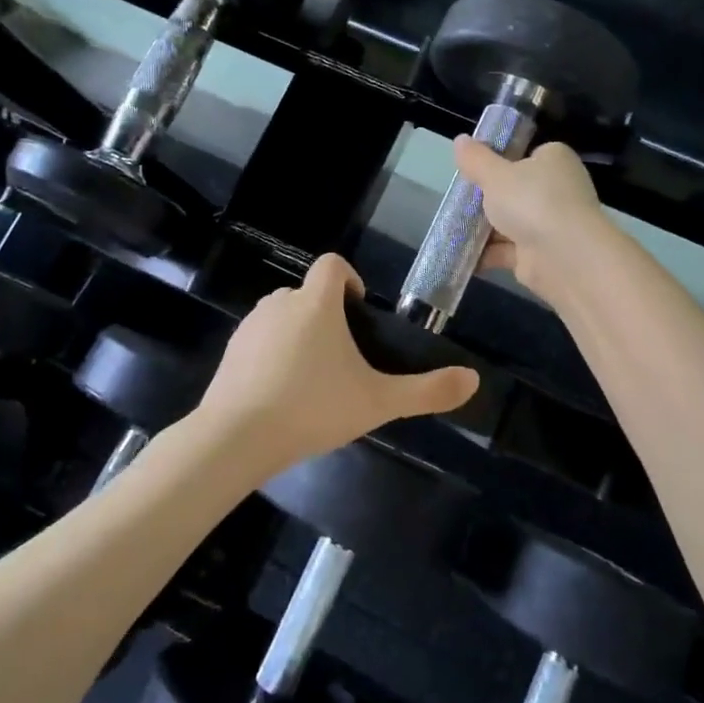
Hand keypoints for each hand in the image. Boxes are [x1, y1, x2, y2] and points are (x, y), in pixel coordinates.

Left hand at [195, 254, 478, 480]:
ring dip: (299, 334)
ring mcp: (250, 326)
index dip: (351, 280)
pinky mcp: (230, 350)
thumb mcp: (378, 402)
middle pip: (308, 292)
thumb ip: (427, 391)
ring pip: (282, 316)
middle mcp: (280, 303)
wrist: (236, 438)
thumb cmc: (313, 408)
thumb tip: (474, 379)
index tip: (360, 315)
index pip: (333, 265)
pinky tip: (280, 394)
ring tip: (314, 379)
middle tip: (344, 359)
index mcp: (316, 303)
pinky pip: (259, 340)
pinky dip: (272, 354)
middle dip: (327, 315)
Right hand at [454, 137, 608, 298]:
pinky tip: (460, 253)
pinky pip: (508, 250)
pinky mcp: (541, 255)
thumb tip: (460, 140)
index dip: (500, 160)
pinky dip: (487, 253)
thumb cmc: (531, 201)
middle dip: (487, 198)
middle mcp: (558, 190)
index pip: (527, 155)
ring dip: (484, 228)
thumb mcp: (495, 174)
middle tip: (457, 198)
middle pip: (515, 190)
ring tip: (451, 226)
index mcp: (555, 160)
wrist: (564, 257)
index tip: (474, 168)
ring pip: (510, 222)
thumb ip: (476, 159)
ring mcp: (551, 224)